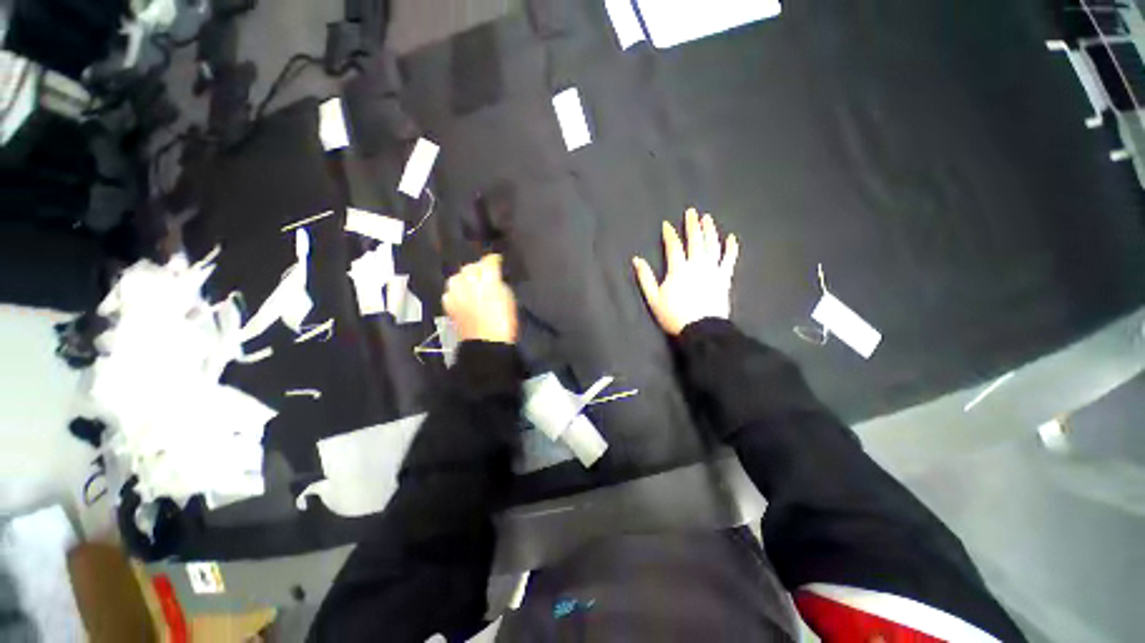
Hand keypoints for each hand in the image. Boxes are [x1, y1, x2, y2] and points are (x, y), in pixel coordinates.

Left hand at [443, 254, 517, 343]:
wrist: (488, 344)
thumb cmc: (505, 323)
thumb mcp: (509, 300)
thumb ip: (500, 284)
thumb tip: (495, 278)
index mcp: (488, 282)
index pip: (488, 262)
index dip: (493, 260)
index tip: (497, 261)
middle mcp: (470, 284)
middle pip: (470, 267)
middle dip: (478, 268)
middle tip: (485, 273)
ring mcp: (456, 294)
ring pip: (456, 277)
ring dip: (464, 278)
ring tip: (471, 283)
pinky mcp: (449, 305)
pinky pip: (449, 291)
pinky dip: (455, 291)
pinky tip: (462, 296)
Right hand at [633, 208, 738, 335]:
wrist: (701, 330)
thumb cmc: (674, 315)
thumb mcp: (653, 298)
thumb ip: (645, 278)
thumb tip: (636, 259)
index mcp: (678, 269)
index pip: (674, 246)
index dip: (670, 234)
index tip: (667, 225)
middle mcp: (696, 265)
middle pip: (695, 241)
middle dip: (692, 225)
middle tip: (692, 211)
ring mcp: (712, 270)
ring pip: (712, 245)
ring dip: (710, 230)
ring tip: (707, 218)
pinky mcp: (724, 278)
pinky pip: (729, 260)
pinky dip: (731, 248)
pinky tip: (731, 238)